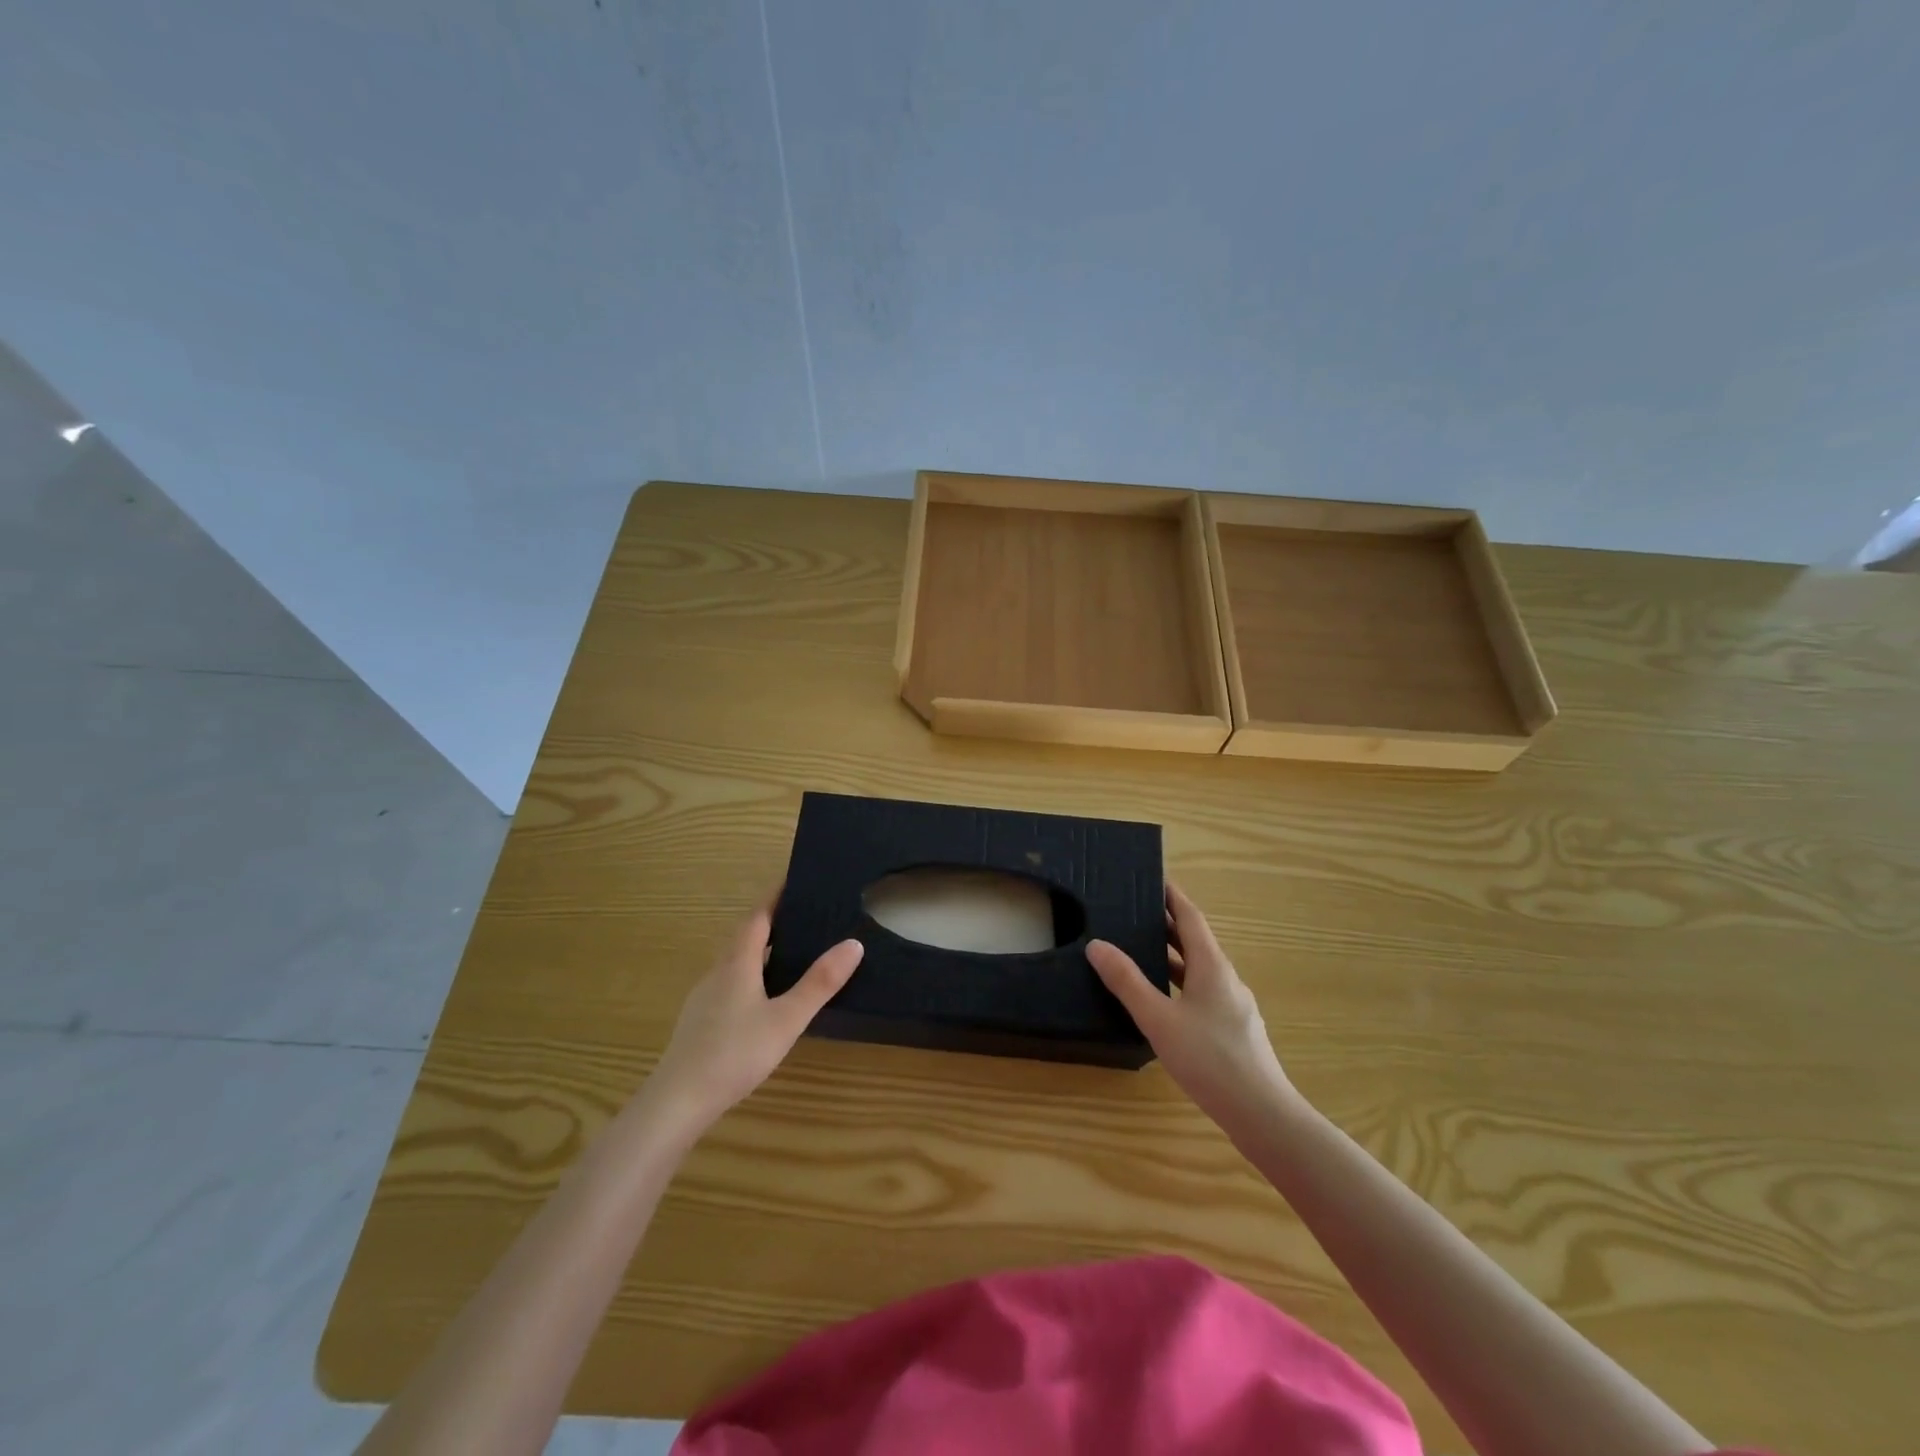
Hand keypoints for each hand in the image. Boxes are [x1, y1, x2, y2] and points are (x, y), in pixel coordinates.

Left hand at [650, 891, 863, 1127]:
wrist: (678, 1101)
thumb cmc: (735, 1053)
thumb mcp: (787, 1019)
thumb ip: (819, 983)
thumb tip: (853, 943)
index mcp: (738, 963)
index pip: (758, 917)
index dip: (775, 897)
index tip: (794, 881)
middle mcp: (718, 972)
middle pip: (744, 936)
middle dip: (770, 921)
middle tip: (801, 915)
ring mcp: (704, 997)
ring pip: (735, 961)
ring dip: (759, 949)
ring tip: (788, 951)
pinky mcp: (699, 1020)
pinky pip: (728, 982)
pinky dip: (749, 974)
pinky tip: (762, 997)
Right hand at [1088, 884, 1297, 1138]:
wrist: (1262, 1114)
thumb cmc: (1209, 1059)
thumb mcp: (1158, 1018)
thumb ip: (1127, 982)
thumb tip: (1097, 945)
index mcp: (1212, 966)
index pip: (1191, 917)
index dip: (1172, 897)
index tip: (1153, 880)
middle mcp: (1226, 978)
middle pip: (1195, 941)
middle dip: (1168, 925)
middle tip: (1135, 913)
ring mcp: (1233, 1005)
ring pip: (1199, 969)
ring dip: (1173, 956)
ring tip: (1141, 952)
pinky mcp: (1233, 1030)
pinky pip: (1202, 992)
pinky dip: (1180, 982)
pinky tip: (1163, 1002)